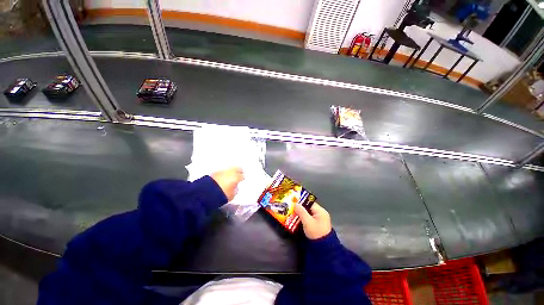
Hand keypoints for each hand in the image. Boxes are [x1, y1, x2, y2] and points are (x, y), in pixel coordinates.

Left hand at [210, 167, 243, 200]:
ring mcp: (222, 171)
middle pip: (237, 168)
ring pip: (229, 169)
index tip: (243, 178)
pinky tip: (224, 176)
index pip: (242, 176)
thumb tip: (235, 186)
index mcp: (236, 177)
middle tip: (240, 173)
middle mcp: (230, 172)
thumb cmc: (222, 195)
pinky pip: (222, 171)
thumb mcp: (232, 195)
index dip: (242, 177)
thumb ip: (235, 189)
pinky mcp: (214, 172)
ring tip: (231, 175)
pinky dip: (224, 173)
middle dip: (239, 170)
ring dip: (231, 171)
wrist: (206, 193)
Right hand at [294, 203, 331, 239]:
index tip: (293, 202)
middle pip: (308, 208)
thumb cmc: (316, 233)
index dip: (301, 202)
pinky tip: (297, 220)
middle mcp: (321, 214)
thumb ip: (301, 211)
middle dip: (300, 208)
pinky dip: (303, 219)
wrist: (323, 249)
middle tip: (291, 208)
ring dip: (301, 214)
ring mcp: (319, 220)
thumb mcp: (307, 221)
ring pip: (308, 214)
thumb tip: (295, 203)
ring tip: (292, 214)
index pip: (309, 203)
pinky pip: (309, 219)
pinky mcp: (317, 225)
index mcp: (321, 211)